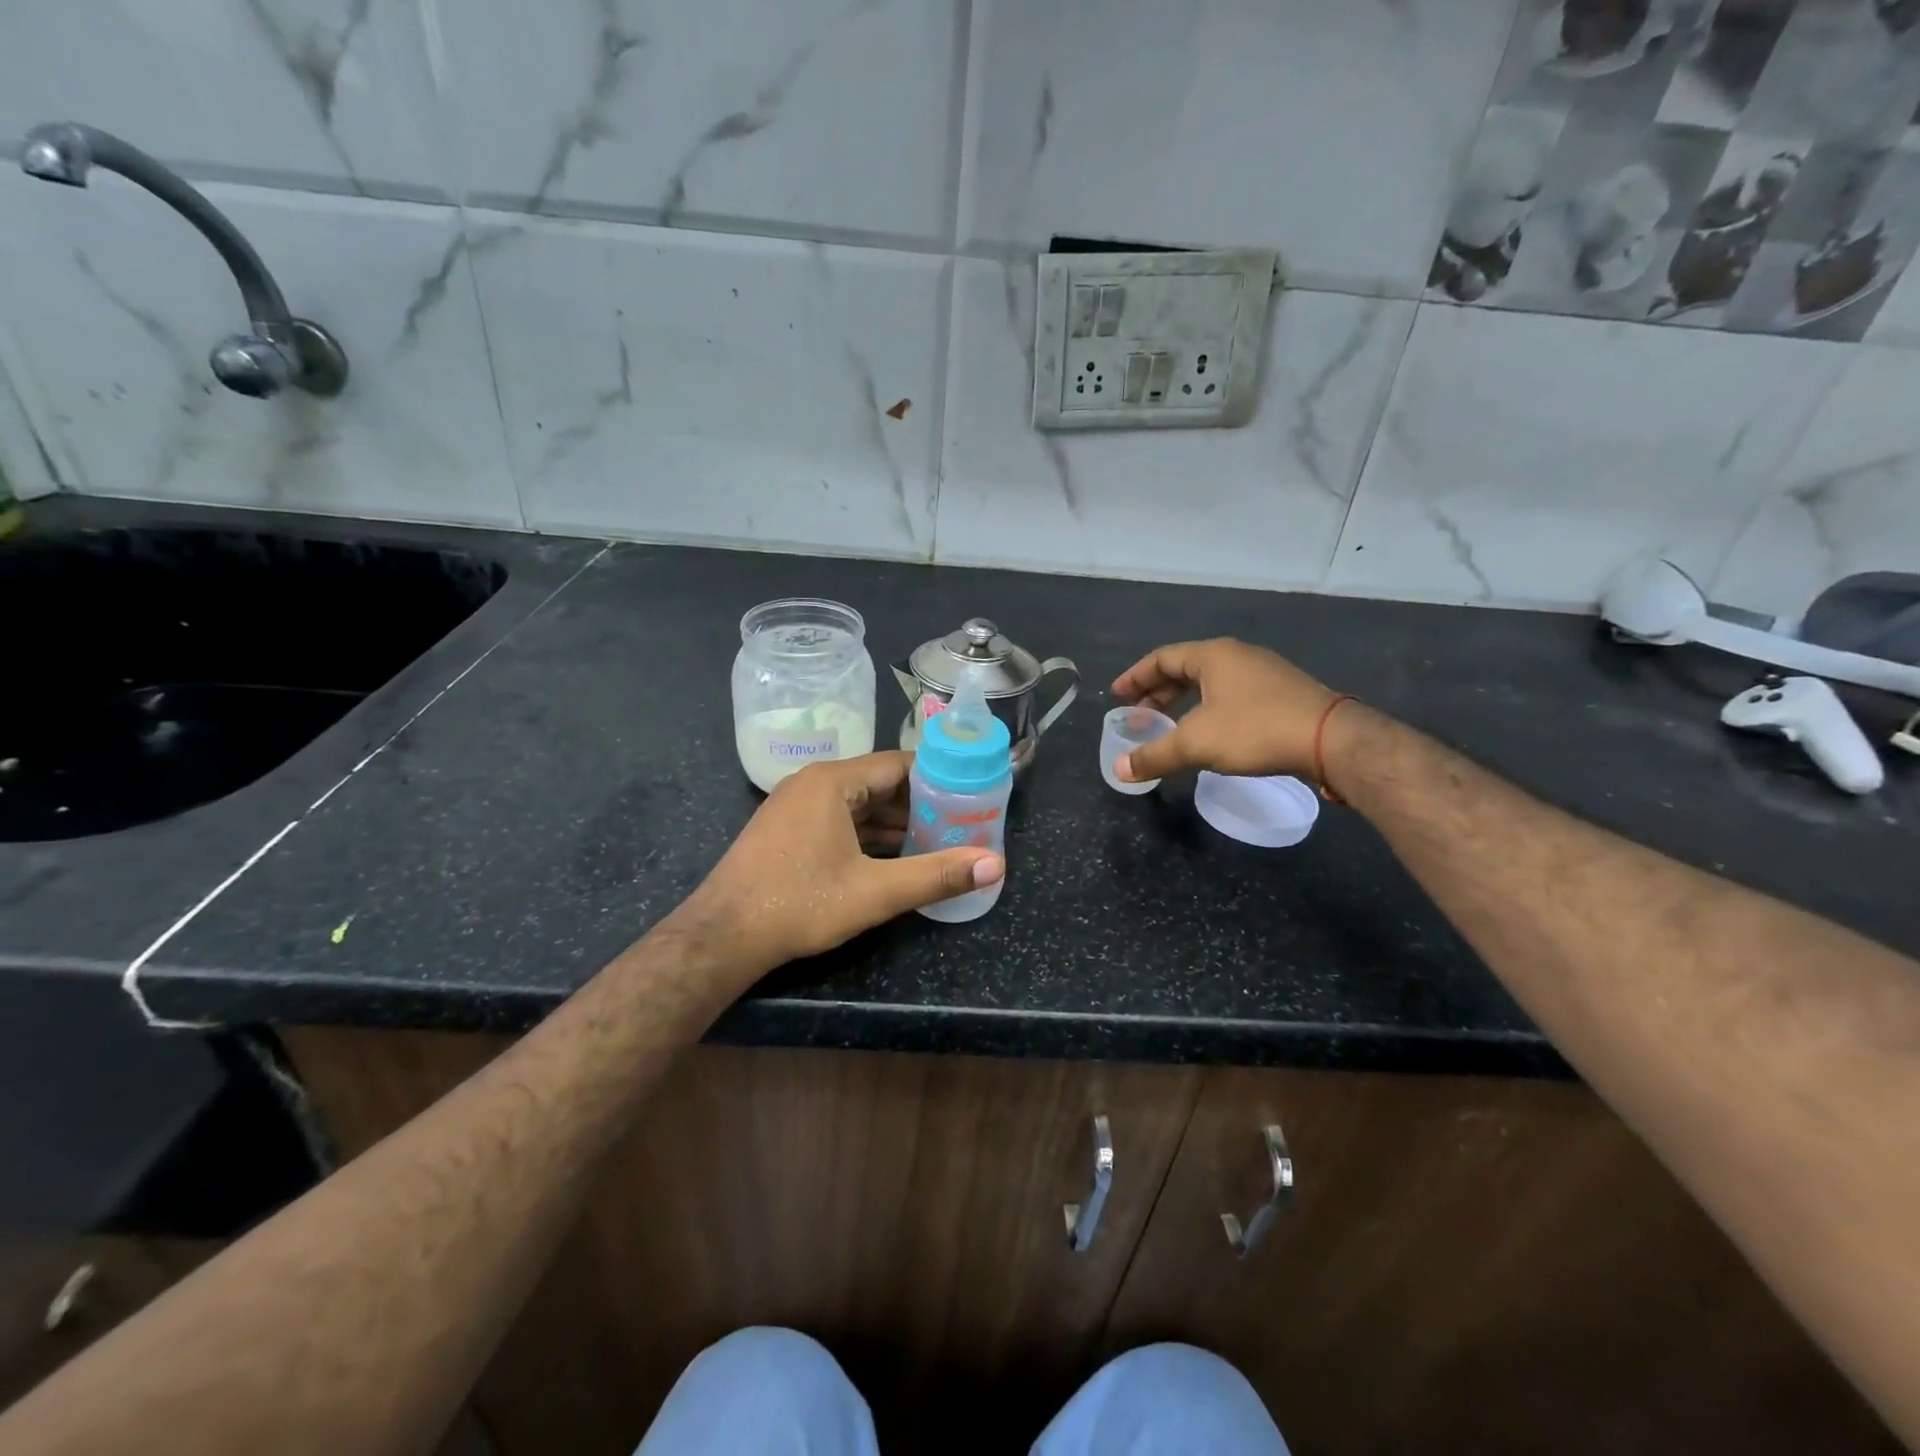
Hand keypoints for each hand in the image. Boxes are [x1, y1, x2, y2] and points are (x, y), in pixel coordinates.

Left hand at [686, 751, 1002, 973]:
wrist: (722, 936)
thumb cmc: (799, 904)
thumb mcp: (875, 892)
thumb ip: (936, 875)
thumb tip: (995, 865)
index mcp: (833, 782)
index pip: (898, 764)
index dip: (938, 778)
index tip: (971, 794)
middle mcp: (813, 783)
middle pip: (879, 782)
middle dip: (920, 803)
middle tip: (960, 821)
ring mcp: (795, 806)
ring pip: (858, 804)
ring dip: (894, 822)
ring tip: (936, 840)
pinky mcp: (787, 830)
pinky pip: (838, 820)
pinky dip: (867, 834)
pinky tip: (893, 856)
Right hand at [1111, 639, 1340, 783]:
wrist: (1331, 739)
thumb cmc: (1255, 730)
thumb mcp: (1196, 744)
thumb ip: (1154, 755)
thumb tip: (1118, 770)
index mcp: (1213, 655)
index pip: (1161, 658)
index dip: (1135, 677)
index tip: (1117, 697)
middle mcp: (1237, 656)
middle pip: (1185, 669)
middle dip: (1157, 694)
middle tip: (1138, 717)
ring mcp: (1263, 672)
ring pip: (1210, 683)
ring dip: (1183, 703)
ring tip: (1169, 727)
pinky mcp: (1282, 693)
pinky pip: (1231, 695)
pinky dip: (1208, 710)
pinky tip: (1209, 733)